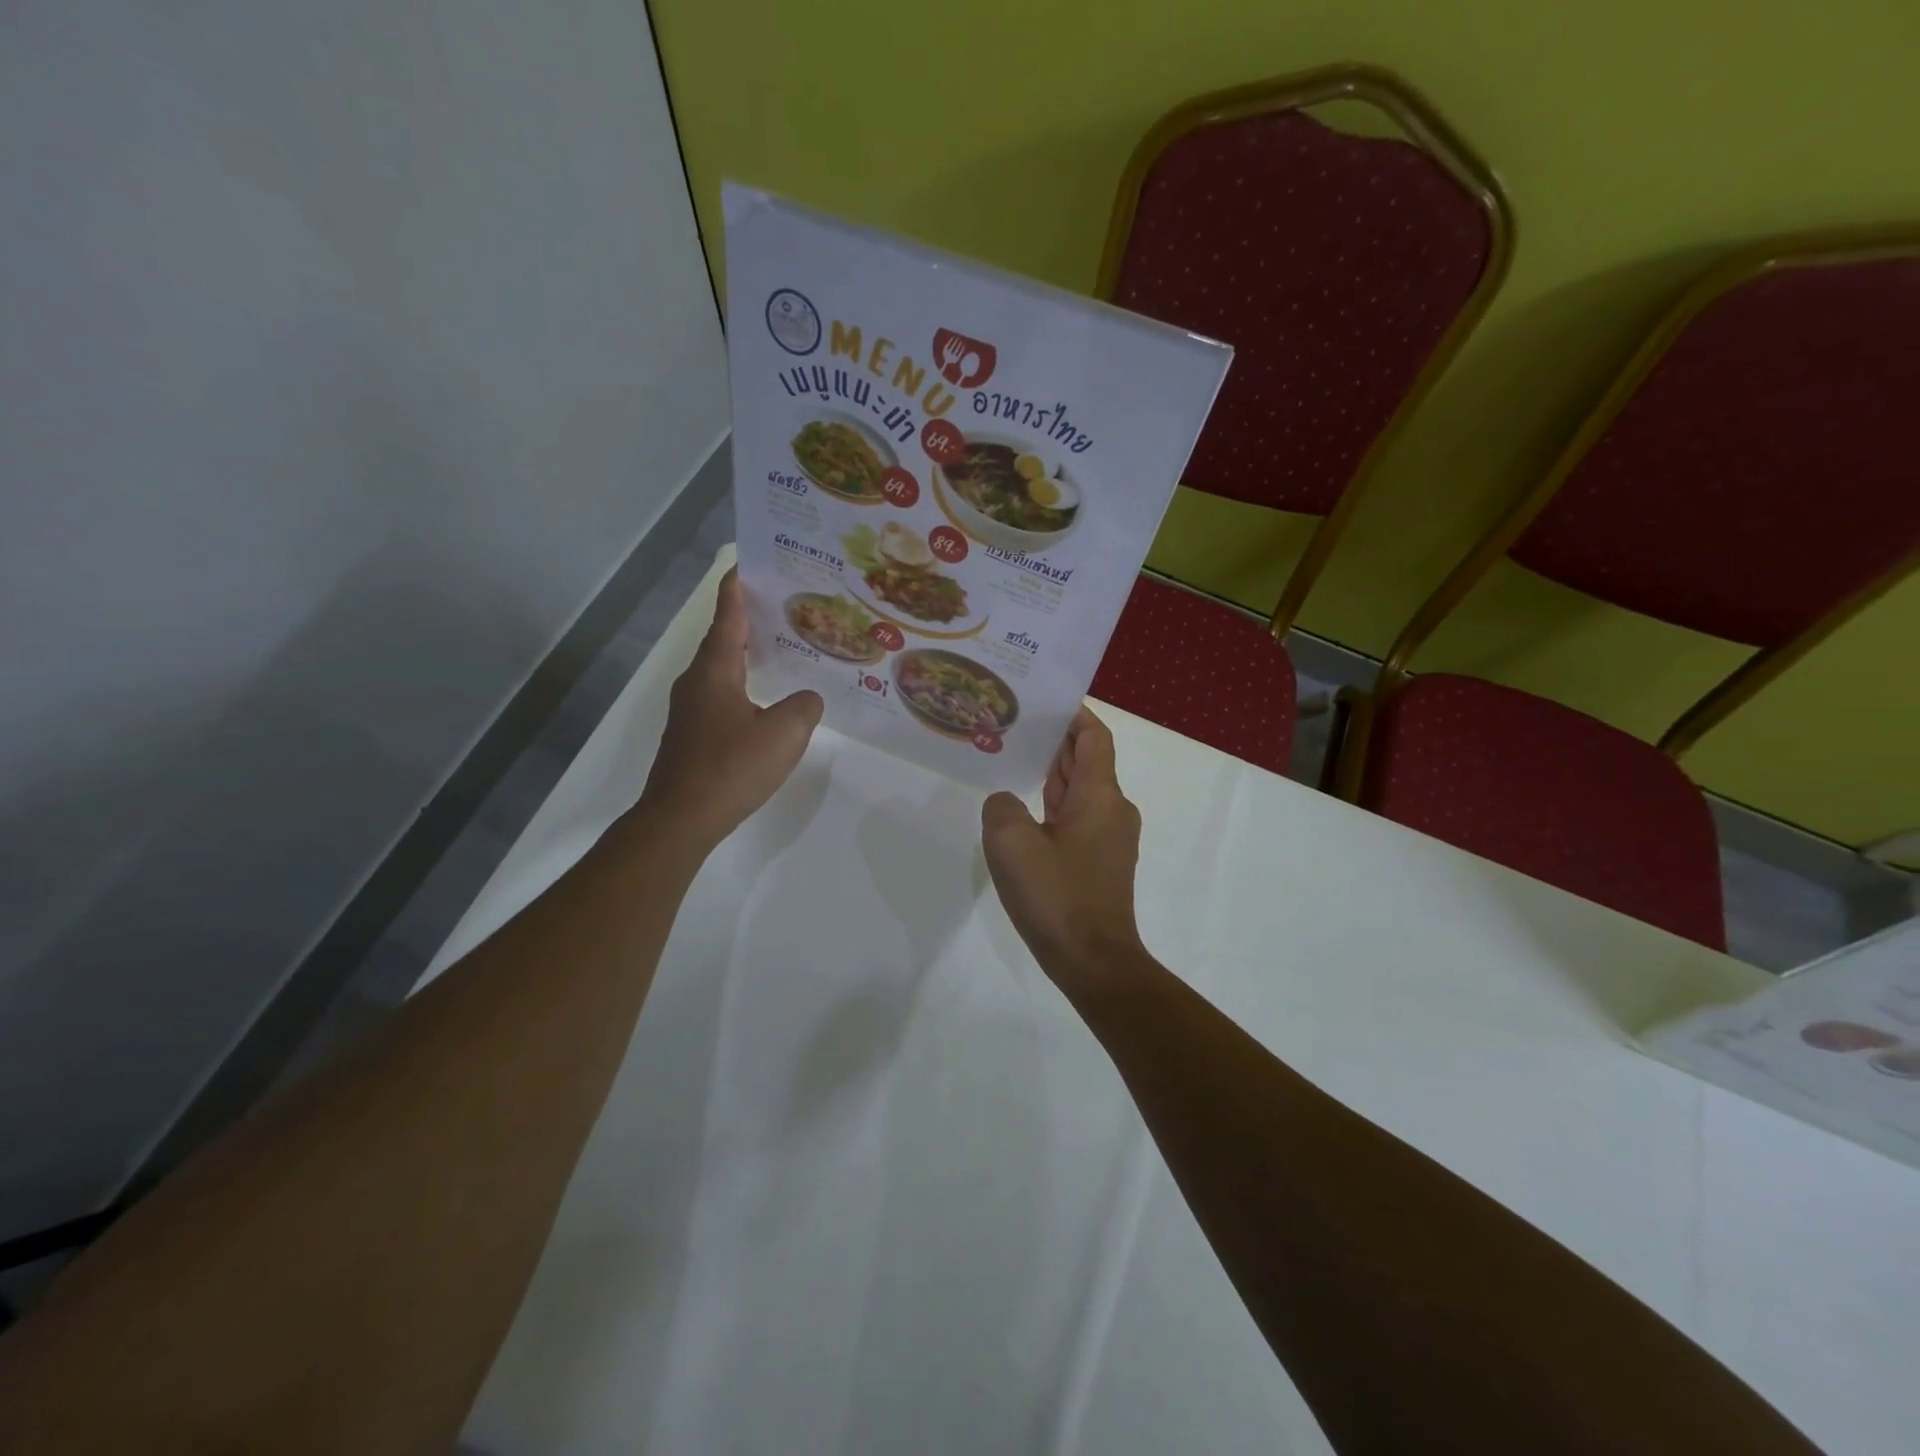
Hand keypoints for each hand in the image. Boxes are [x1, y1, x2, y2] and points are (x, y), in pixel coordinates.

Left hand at [639, 568, 822, 853]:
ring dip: (745, 653)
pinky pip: (720, 695)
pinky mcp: (692, 734)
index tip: (748, 564)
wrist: (681, 818)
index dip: (737, 589)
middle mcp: (696, 682)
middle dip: (747, 619)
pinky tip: (764, 698)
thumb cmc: (731, 768)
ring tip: (778, 647)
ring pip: (720, 669)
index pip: (726, 616)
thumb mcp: (785, 733)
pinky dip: (742, 683)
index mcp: (714, 671)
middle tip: (781, 605)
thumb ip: (804, 706)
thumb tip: (807, 698)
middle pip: (722, 639)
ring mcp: (690, 710)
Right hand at [981, 706, 1145, 982]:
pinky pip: (1076, 819)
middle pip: (1086, 760)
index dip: (1073, 714)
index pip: (1093, 736)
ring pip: (1080, 791)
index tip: (1044, 699)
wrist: (1093, 961)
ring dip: (1051, 774)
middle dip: (1054, 741)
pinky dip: (1053, 805)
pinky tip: (1022, 811)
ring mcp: (1109, 838)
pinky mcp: (1099, 863)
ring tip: (1012, 758)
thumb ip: (1001, 807)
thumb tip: (1007, 803)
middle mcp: (1112, 809)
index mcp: (1101, 795)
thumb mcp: (1011, 843)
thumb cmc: (1057, 895)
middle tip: (1014, 723)